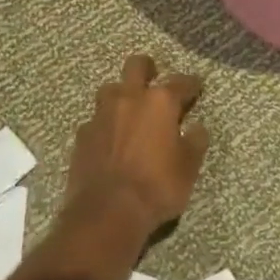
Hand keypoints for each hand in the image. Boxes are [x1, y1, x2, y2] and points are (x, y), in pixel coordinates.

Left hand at [66, 54, 208, 235]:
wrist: (106, 213)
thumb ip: (195, 142)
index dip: (191, 84)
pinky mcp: (82, 135)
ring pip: (111, 89)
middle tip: (155, 79)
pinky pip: (96, 119)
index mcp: (160, 102)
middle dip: (147, 68)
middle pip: (136, 66)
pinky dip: (106, 124)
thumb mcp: (188, 167)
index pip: (181, 82)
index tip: (196, 86)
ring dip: (122, 94)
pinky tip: (110, 139)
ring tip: (129, 110)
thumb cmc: (156, 187)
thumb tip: (197, 127)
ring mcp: (101, 114)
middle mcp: (129, 98)